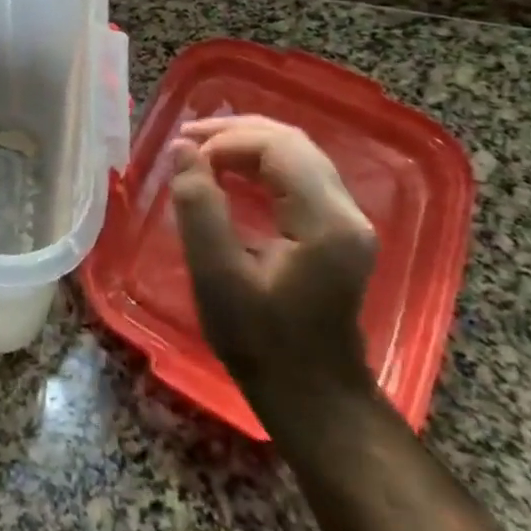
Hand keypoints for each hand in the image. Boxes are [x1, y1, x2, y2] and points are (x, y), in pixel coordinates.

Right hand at [170, 115, 379, 430]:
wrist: (312, 398)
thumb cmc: (260, 342)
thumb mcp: (217, 276)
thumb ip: (199, 208)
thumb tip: (182, 150)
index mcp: (326, 222)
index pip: (278, 148)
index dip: (227, 141)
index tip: (185, 157)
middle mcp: (347, 212)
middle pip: (292, 142)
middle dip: (235, 132)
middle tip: (186, 140)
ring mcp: (348, 221)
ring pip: (297, 154)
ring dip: (246, 144)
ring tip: (200, 150)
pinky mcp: (338, 231)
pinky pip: (299, 174)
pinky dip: (260, 163)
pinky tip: (228, 171)